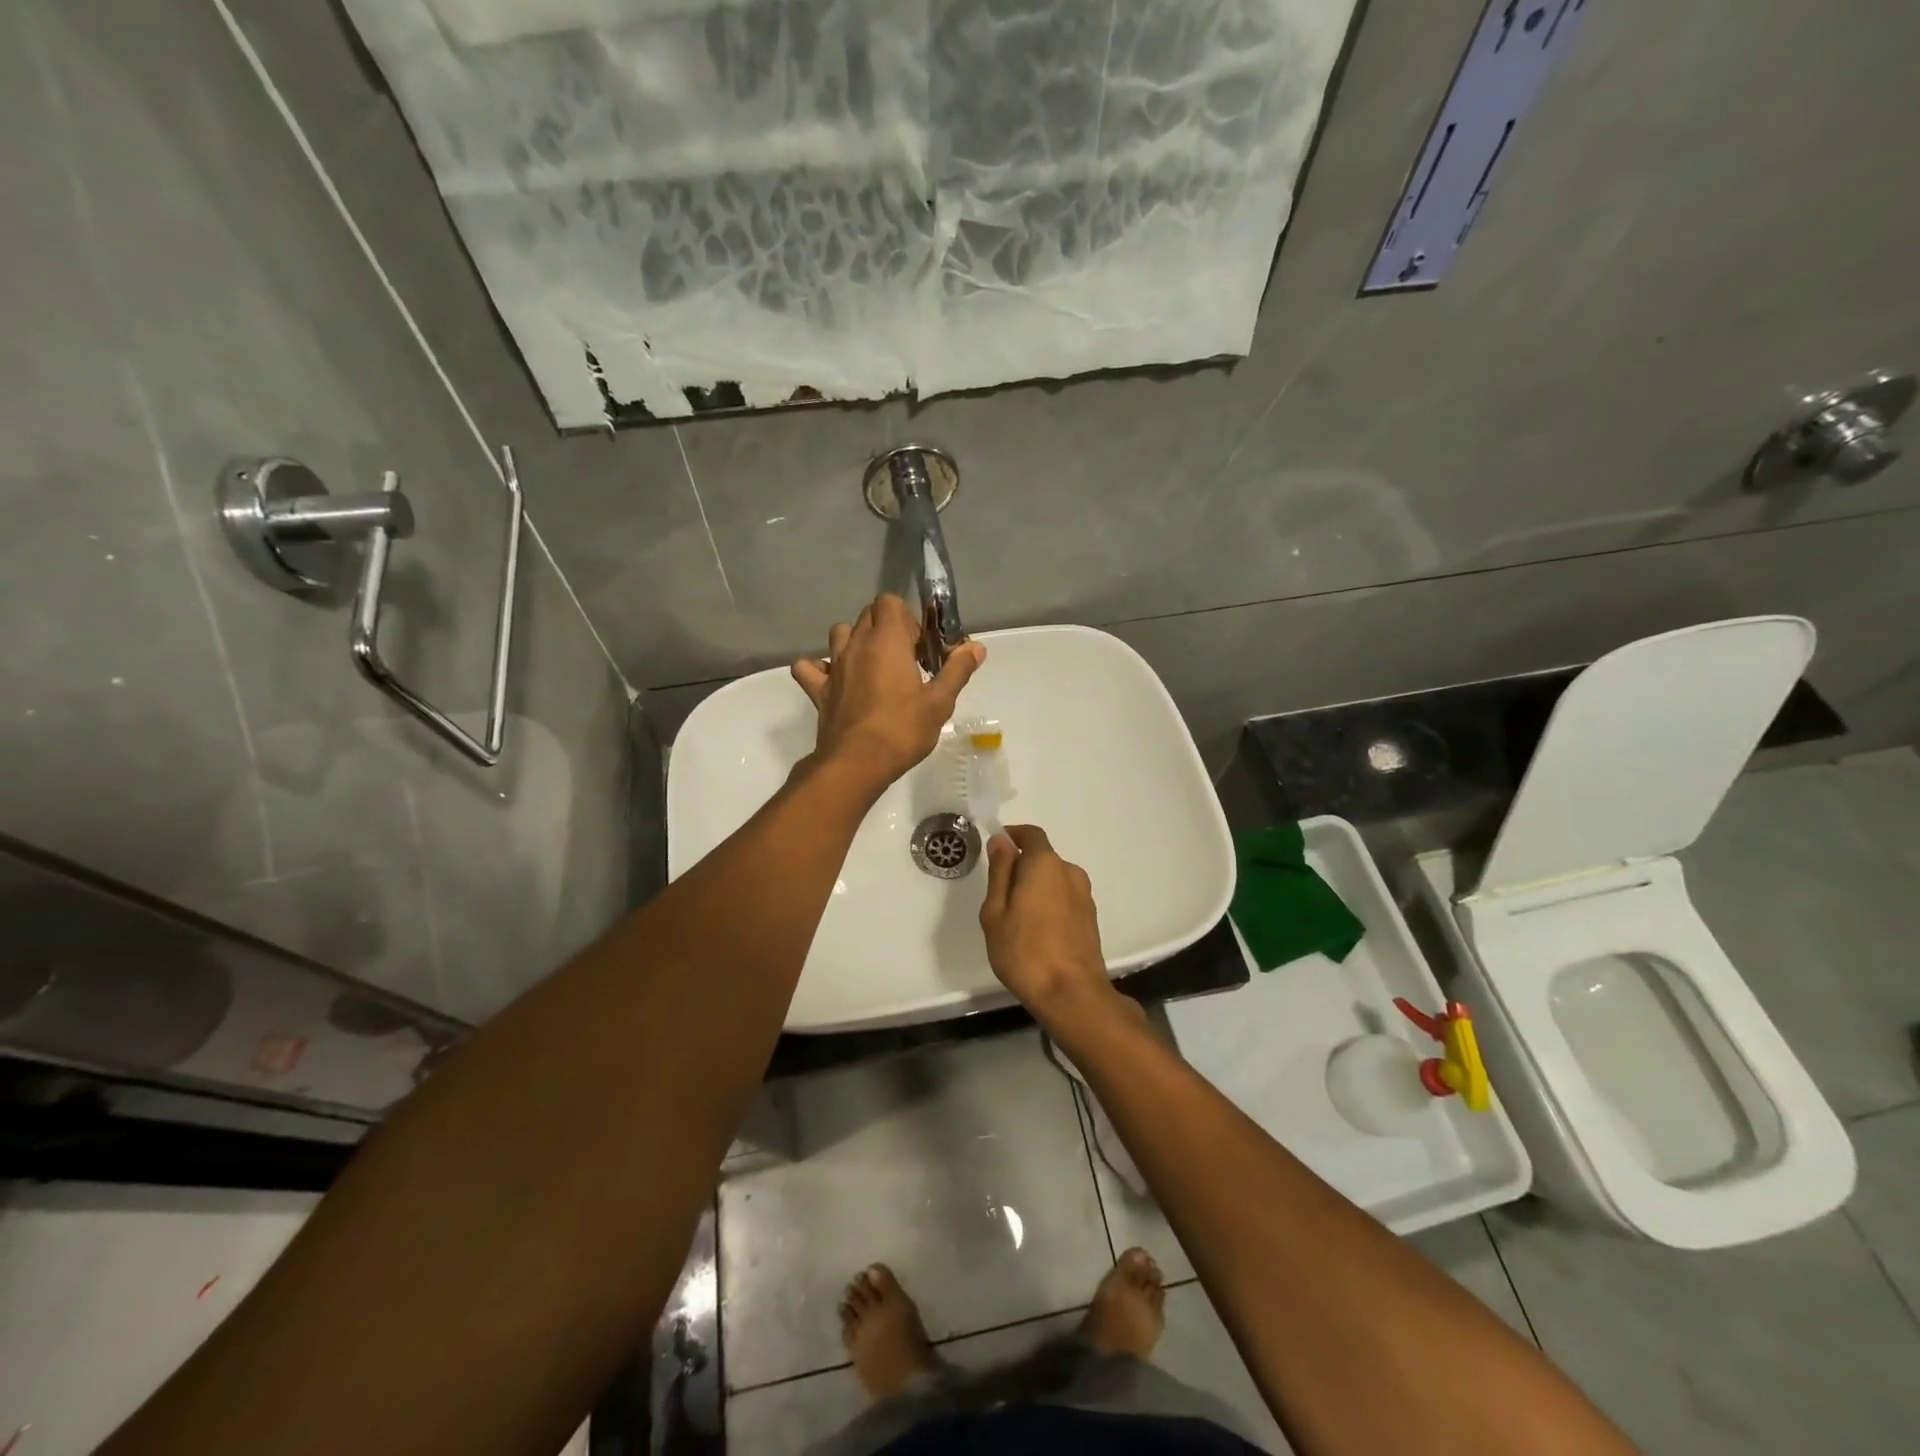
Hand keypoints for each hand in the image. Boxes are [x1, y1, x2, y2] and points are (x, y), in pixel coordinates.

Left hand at [791, 594, 984, 786]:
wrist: (858, 762)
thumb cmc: (903, 729)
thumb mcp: (940, 702)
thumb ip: (957, 669)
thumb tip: (976, 647)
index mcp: (887, 640)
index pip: (890, 602)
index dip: (907, 618)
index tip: (920, 646)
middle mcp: (856, 644)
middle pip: (868, 614)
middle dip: (887, 627)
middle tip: (906, 658)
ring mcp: (833, 665)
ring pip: (839, 633)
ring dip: (855, 641)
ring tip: (873, 666)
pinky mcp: (818, 689)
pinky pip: (809, 667)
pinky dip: (819, 667)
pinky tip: (835, 680)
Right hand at [980, 825, 1113, 1020]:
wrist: (1071, 994)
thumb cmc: (1024, 950)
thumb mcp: (996, 911)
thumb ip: (1000, 871)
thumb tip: (1001, 841)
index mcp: (1046, 864)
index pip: (1031, 834)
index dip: (1013, 836)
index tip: (996, 850)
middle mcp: (1070, 872)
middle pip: (1042, 858)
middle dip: (1020, 868)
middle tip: (998, 896)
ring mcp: (1085, 896)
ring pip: (1054, 880)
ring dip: (1036, 888)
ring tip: (1016, 919)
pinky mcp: (1090, 918)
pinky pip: (1064, 898)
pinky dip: (1049, 904)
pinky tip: (1036, 932)